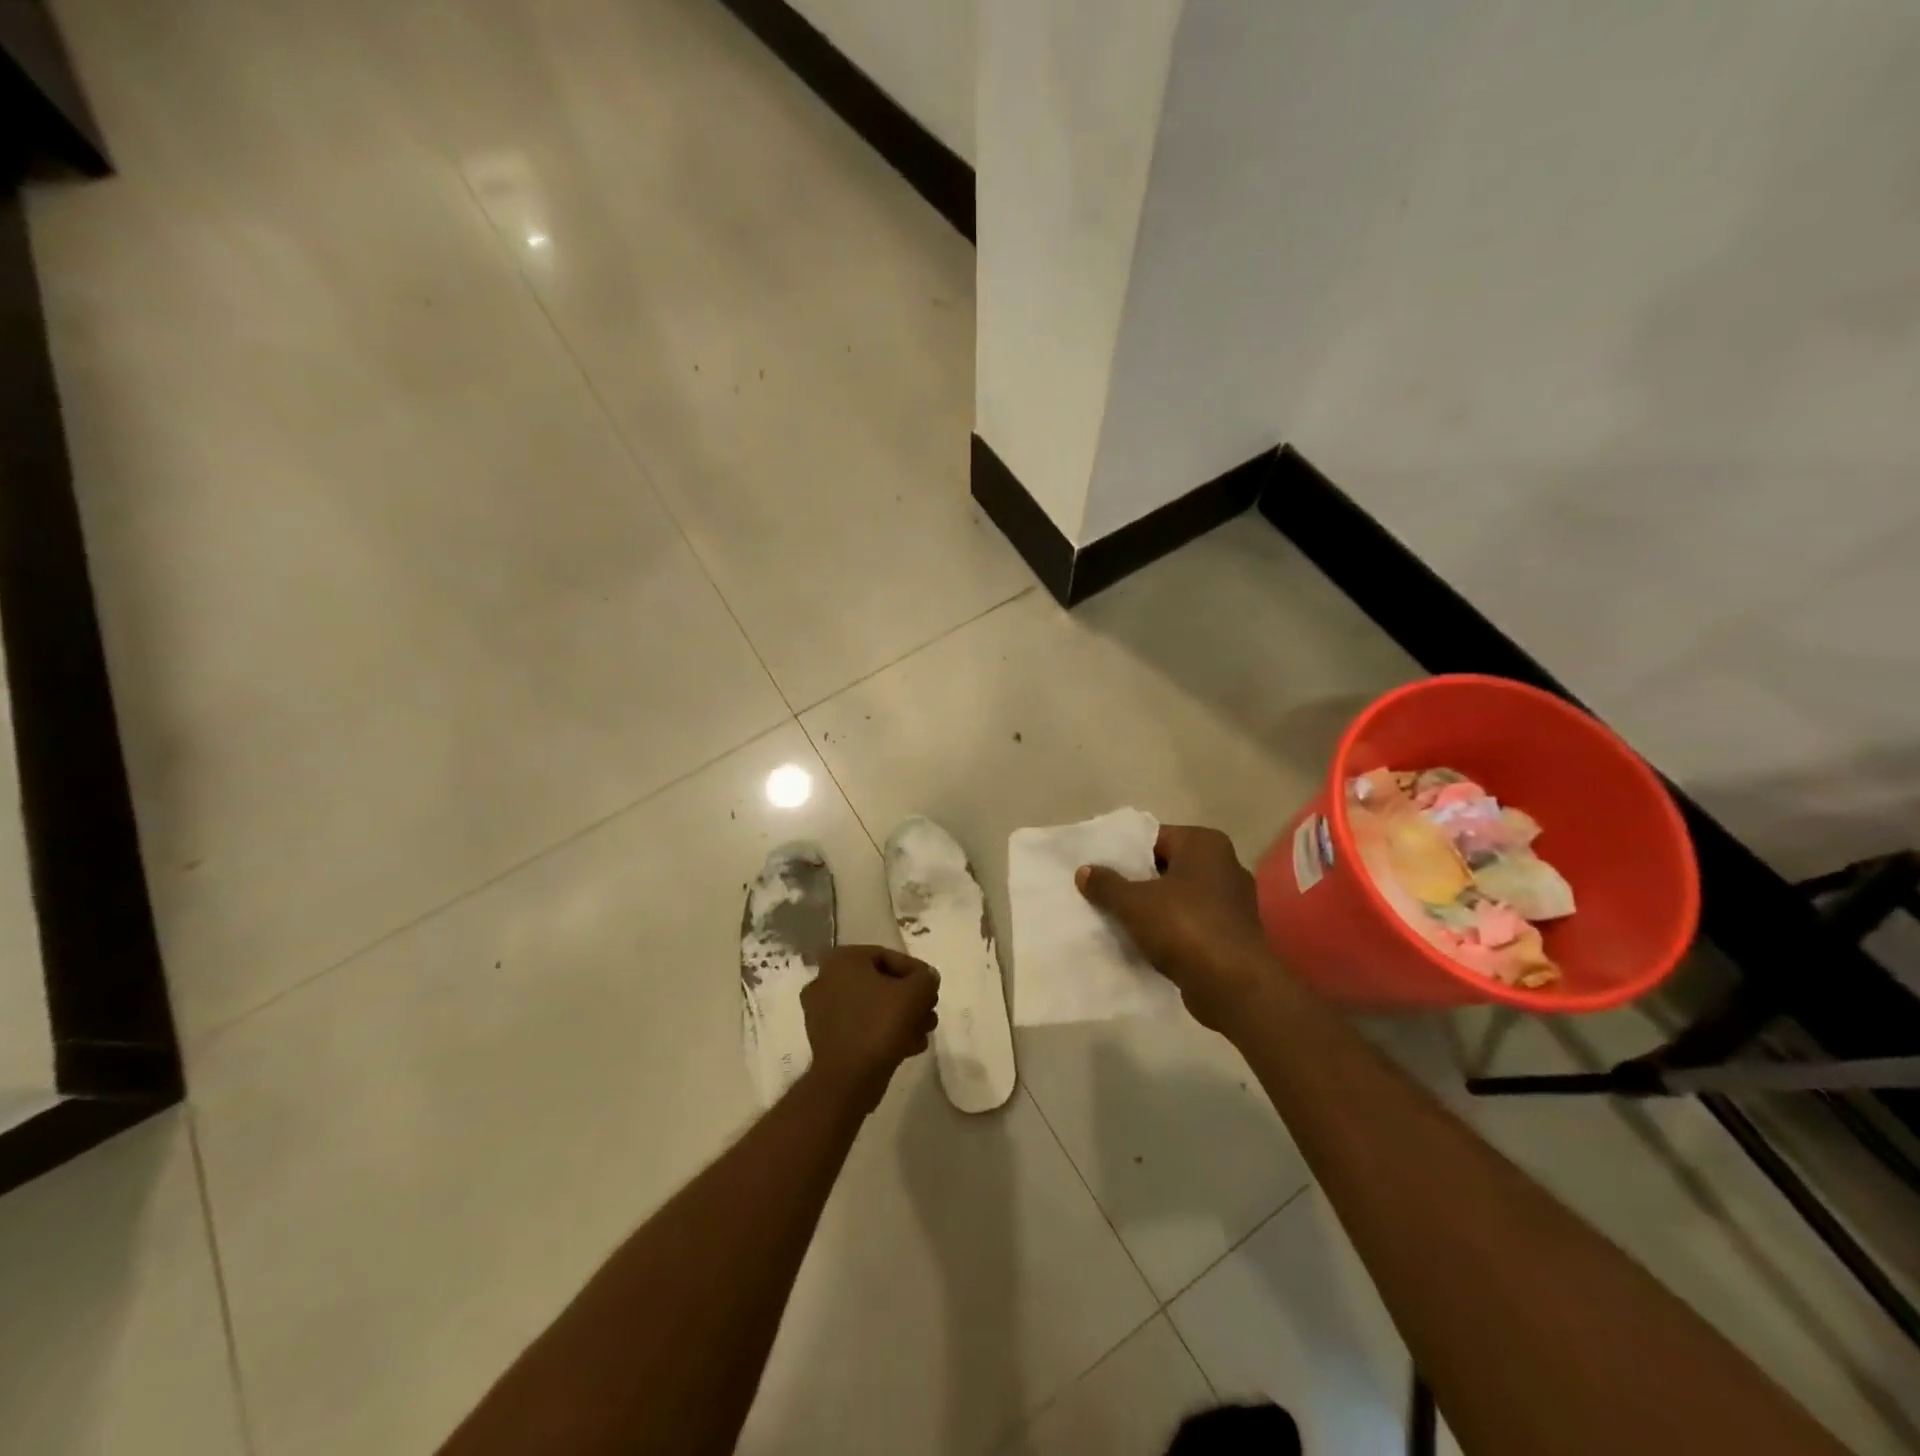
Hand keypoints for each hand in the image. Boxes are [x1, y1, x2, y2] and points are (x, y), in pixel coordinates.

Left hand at [801, 946, 939, 1110]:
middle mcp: (826, 980)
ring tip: (924, 1032)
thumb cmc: (880, 1024)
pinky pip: (861, 1026)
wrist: (848, 1080)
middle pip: (880, 983)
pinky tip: (909, 1046)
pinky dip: (884, 1032)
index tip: (933, 988)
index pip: (887, 956)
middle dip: (910, 999)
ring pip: (872, 1007)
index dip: (916, 972)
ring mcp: (822, 1011)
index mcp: (842, 960)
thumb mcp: (915, 993)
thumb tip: (927, 978)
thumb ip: (926, 978)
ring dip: (901, 1017)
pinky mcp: (826, 1039)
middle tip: (930, 1011)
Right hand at [1076, 824, 1286, 1034]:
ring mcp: (1232, 902)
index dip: (1124, 853)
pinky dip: (1169, 931)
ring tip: (1116, 919)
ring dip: (1152, 909)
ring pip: (1178, 898)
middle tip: (1102, 893)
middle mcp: (1224, 866)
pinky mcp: (1232, 934)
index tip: (1099, 868)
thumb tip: (1084, 871)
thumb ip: (1106, 884)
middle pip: (1166, 867)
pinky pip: (1191, 924)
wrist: (1233, 986)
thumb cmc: (1184, 928)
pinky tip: (1143, 943)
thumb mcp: (1133, 903)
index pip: (1155, 838)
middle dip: (1136, 881)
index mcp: (1205, 844)